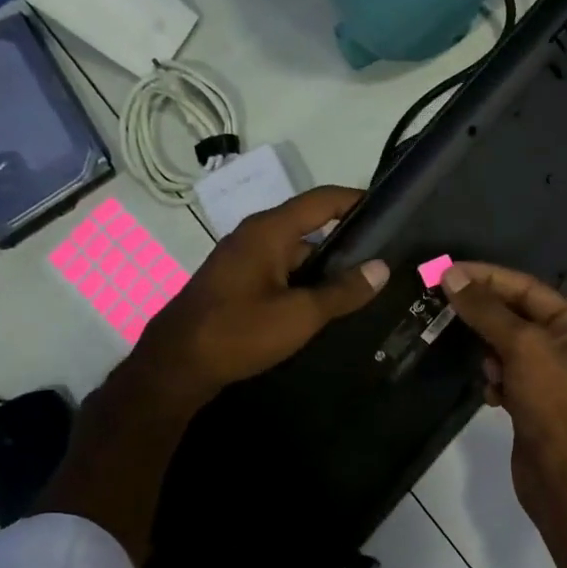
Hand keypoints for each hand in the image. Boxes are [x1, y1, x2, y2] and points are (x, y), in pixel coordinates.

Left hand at [130, 185, 390, 411]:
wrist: (176, 367)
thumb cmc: (238, 332)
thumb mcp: (299, 314)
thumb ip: (343, 291)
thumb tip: (382, 267)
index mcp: (269, 231)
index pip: (322, 200)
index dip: (356, 200)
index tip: (390, 211)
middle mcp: (255, 237)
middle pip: (311, 227)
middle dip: (348, 242)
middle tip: (385, 260)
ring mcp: (244, 261)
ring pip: (298, 256)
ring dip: (328, 270)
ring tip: (366, 288)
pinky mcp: (238, 285)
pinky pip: (283, 275)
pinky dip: (306, 285)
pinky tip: (328, 308)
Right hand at [440, 262, 566, 509]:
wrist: (565, 477)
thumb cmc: (553, 403)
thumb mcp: (522, 347)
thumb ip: (486, 310)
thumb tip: (453, 275)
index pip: (529, 289)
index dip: (489, 278)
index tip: (449, 271)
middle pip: (519, 318)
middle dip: (486, 318)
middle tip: (446, 309)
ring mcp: (554, 381)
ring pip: (510, 350)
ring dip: (491, 355)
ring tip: (487, 371)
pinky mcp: (537, 406)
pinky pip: (509, 379)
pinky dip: (496, 383)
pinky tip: (491, 397)